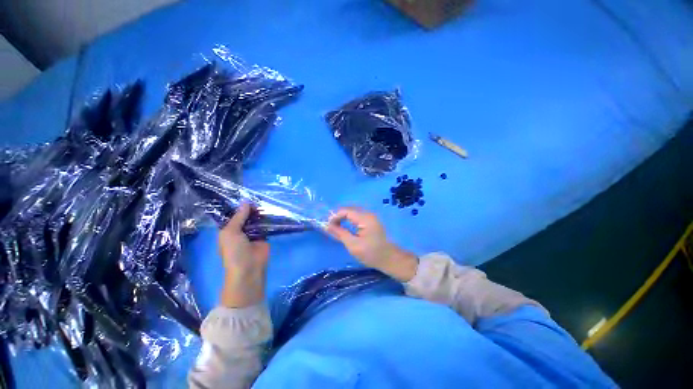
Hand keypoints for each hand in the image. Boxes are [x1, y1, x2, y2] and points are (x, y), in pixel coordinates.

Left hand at [218, 203, 269, 307]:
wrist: (249, 269)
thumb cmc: (234, 251)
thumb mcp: (230, 232)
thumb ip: (239, 217)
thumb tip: (246, 201)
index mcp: (229, 230)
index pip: (233, 215)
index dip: (238, 206)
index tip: (246, 195)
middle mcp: (240, 230)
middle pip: (246, 216)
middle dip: (250, 208)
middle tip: (258, 197)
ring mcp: (253, 233)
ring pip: (256, 220)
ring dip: (260, 213)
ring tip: (266, 201)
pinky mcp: (264, 236)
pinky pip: (266, 226)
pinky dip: (268, 219)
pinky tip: (272, 210)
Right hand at [326, 207, 417, 281]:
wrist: (389, 259)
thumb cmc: (371, 253)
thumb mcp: (353, 245)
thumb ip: (340, 233)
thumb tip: (327, 226)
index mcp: (365, 218)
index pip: (346, 211)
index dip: (335, 216)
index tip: (327, 226)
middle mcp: (368, 214)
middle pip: (349, 209)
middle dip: (338, 216)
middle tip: (330, 226)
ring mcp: (371, 217)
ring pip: (353, 212)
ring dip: (343, 218)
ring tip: (335, 226)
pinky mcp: (371, 221)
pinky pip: (357, 216)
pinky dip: (349, 220)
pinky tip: (345, 226)